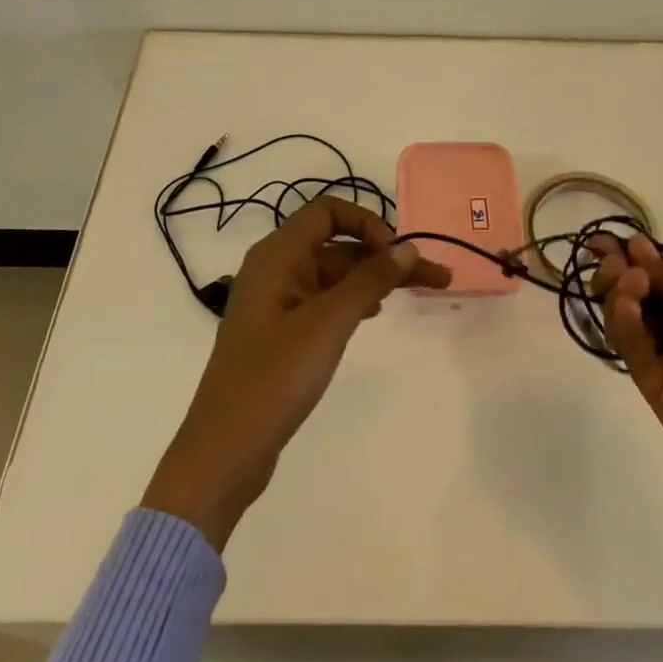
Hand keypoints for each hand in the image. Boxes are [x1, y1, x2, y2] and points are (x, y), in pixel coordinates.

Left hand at [142, 196, 450, 550]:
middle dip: (385, 255)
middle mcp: (275, 269)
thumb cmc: (275, 377)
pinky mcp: (282, 332)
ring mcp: (277, 302)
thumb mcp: (328, 323)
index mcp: (277, 255)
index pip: (328, 211)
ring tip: (421, 293)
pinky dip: (354, 300)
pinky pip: (325, 300)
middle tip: (436, 276)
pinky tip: (376, 313)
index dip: (367, 223)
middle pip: (338, 244)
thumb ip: (369, 280)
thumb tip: (407, 246)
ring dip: (375, 278)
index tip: (397, 254)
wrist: (226, 449)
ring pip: (335, 274)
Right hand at [594, 234, 662, 538]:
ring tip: (622, 279)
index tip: (611, 241)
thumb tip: (635, 249)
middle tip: (610, 260)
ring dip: (620, 298)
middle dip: (621, 276)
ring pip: (631, 328)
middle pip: (640, 302)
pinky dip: (625, 329)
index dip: (637, 260)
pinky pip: (638, 360)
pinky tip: (625, 305)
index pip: (662, 281)